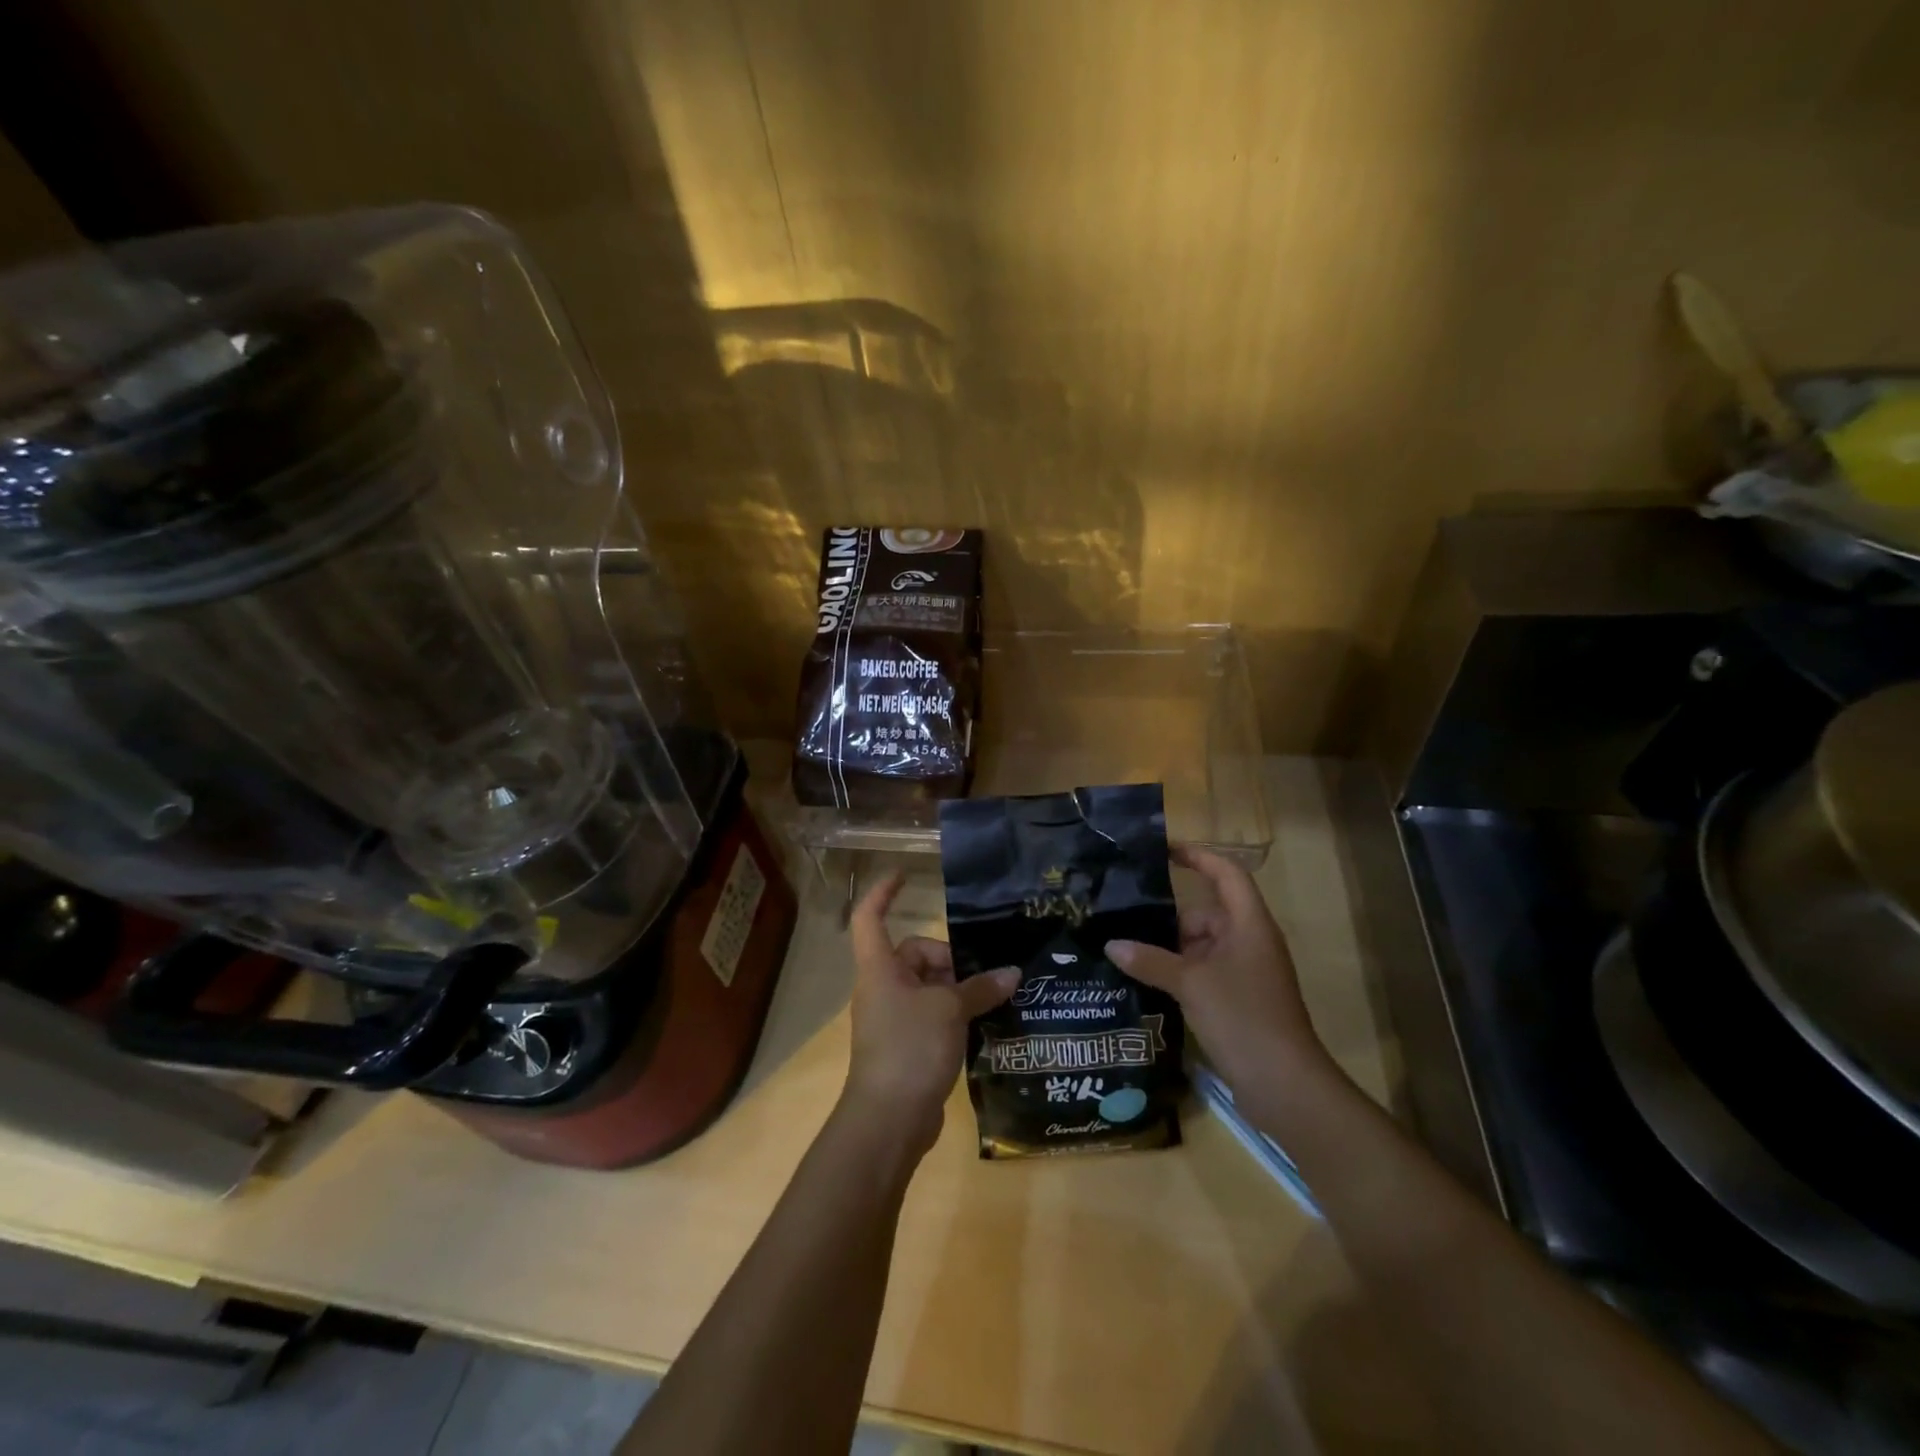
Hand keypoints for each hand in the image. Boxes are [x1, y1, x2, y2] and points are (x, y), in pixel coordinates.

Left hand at [844, 873, 1018, 1152]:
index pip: (869, 917)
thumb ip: (980, 988)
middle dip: (950, 961)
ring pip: (929, 988)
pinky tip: (985, 1027)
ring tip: (994, 1000)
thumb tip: (1012, 973)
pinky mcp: (906, 1046)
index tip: (905, 875)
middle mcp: (882, 988)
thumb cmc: (910, 1048)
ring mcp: (893, 1019)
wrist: (889, 1120)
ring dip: (959, 991)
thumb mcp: (950, 1010)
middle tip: (983, 979)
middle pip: (915, 955)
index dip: (883, 893)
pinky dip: (956, 1016)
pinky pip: (933, 1016)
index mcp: (880, 968)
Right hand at [1106, 845, 1335, 1098]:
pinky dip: (1178, 973)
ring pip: (1200, 946)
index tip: (1163, 850)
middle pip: (1206, 912)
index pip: (1226, 873)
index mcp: (1248, 924)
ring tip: (1125, 950)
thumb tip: (1112, 945)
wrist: (1285, 1086)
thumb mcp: (1190, 984)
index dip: (1198, 856)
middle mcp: (1249, 941)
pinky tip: (1145, 981)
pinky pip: (1203, 972)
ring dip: (1168, 949)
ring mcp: (1245, 972)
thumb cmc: (1243, 1018)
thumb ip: (1150, 960)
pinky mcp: (1238, 1000)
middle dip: (1168, 917)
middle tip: (1123, 917)